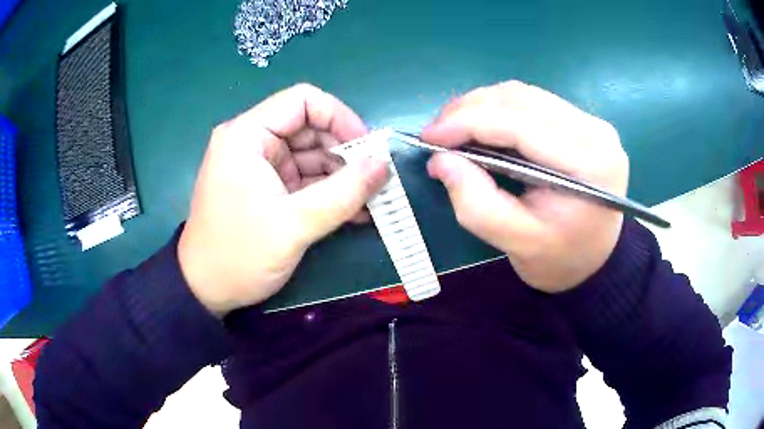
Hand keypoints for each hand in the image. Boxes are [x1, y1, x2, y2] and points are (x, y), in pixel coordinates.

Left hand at [178, 84, 387, 315]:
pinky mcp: (266, 188)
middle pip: (309, 128)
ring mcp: (259, 166)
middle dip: (345, 153)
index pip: (302, 101)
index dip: (340, 117)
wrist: (206, 291)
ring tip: (371, 201)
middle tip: (375, 181)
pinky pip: (304, 179)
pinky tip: (354, 211)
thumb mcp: (293, 225)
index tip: (366, 149)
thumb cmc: (239, 255)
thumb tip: (384, 164)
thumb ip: (343, 193)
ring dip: (341, 177)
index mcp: (247, 136)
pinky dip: (328, 192)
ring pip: (311, 155)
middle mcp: (252, 142)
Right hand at [423, 81, 628, 292]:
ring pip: (523, 95)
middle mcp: (594, 130)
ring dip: (481, 106)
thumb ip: (476, 203)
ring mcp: (590, 122)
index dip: (468, 122)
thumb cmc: (561, 258)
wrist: (595, 258)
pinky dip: (498, 109)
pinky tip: (481, 126)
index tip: (429, 136)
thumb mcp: (517, 242)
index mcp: (588, 162)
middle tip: (436, 134)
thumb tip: (440, 160)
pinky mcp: (581, 122)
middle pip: (521, 100)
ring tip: (453, 129)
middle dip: (469, 110)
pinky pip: (532, 102)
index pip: (520, 123)